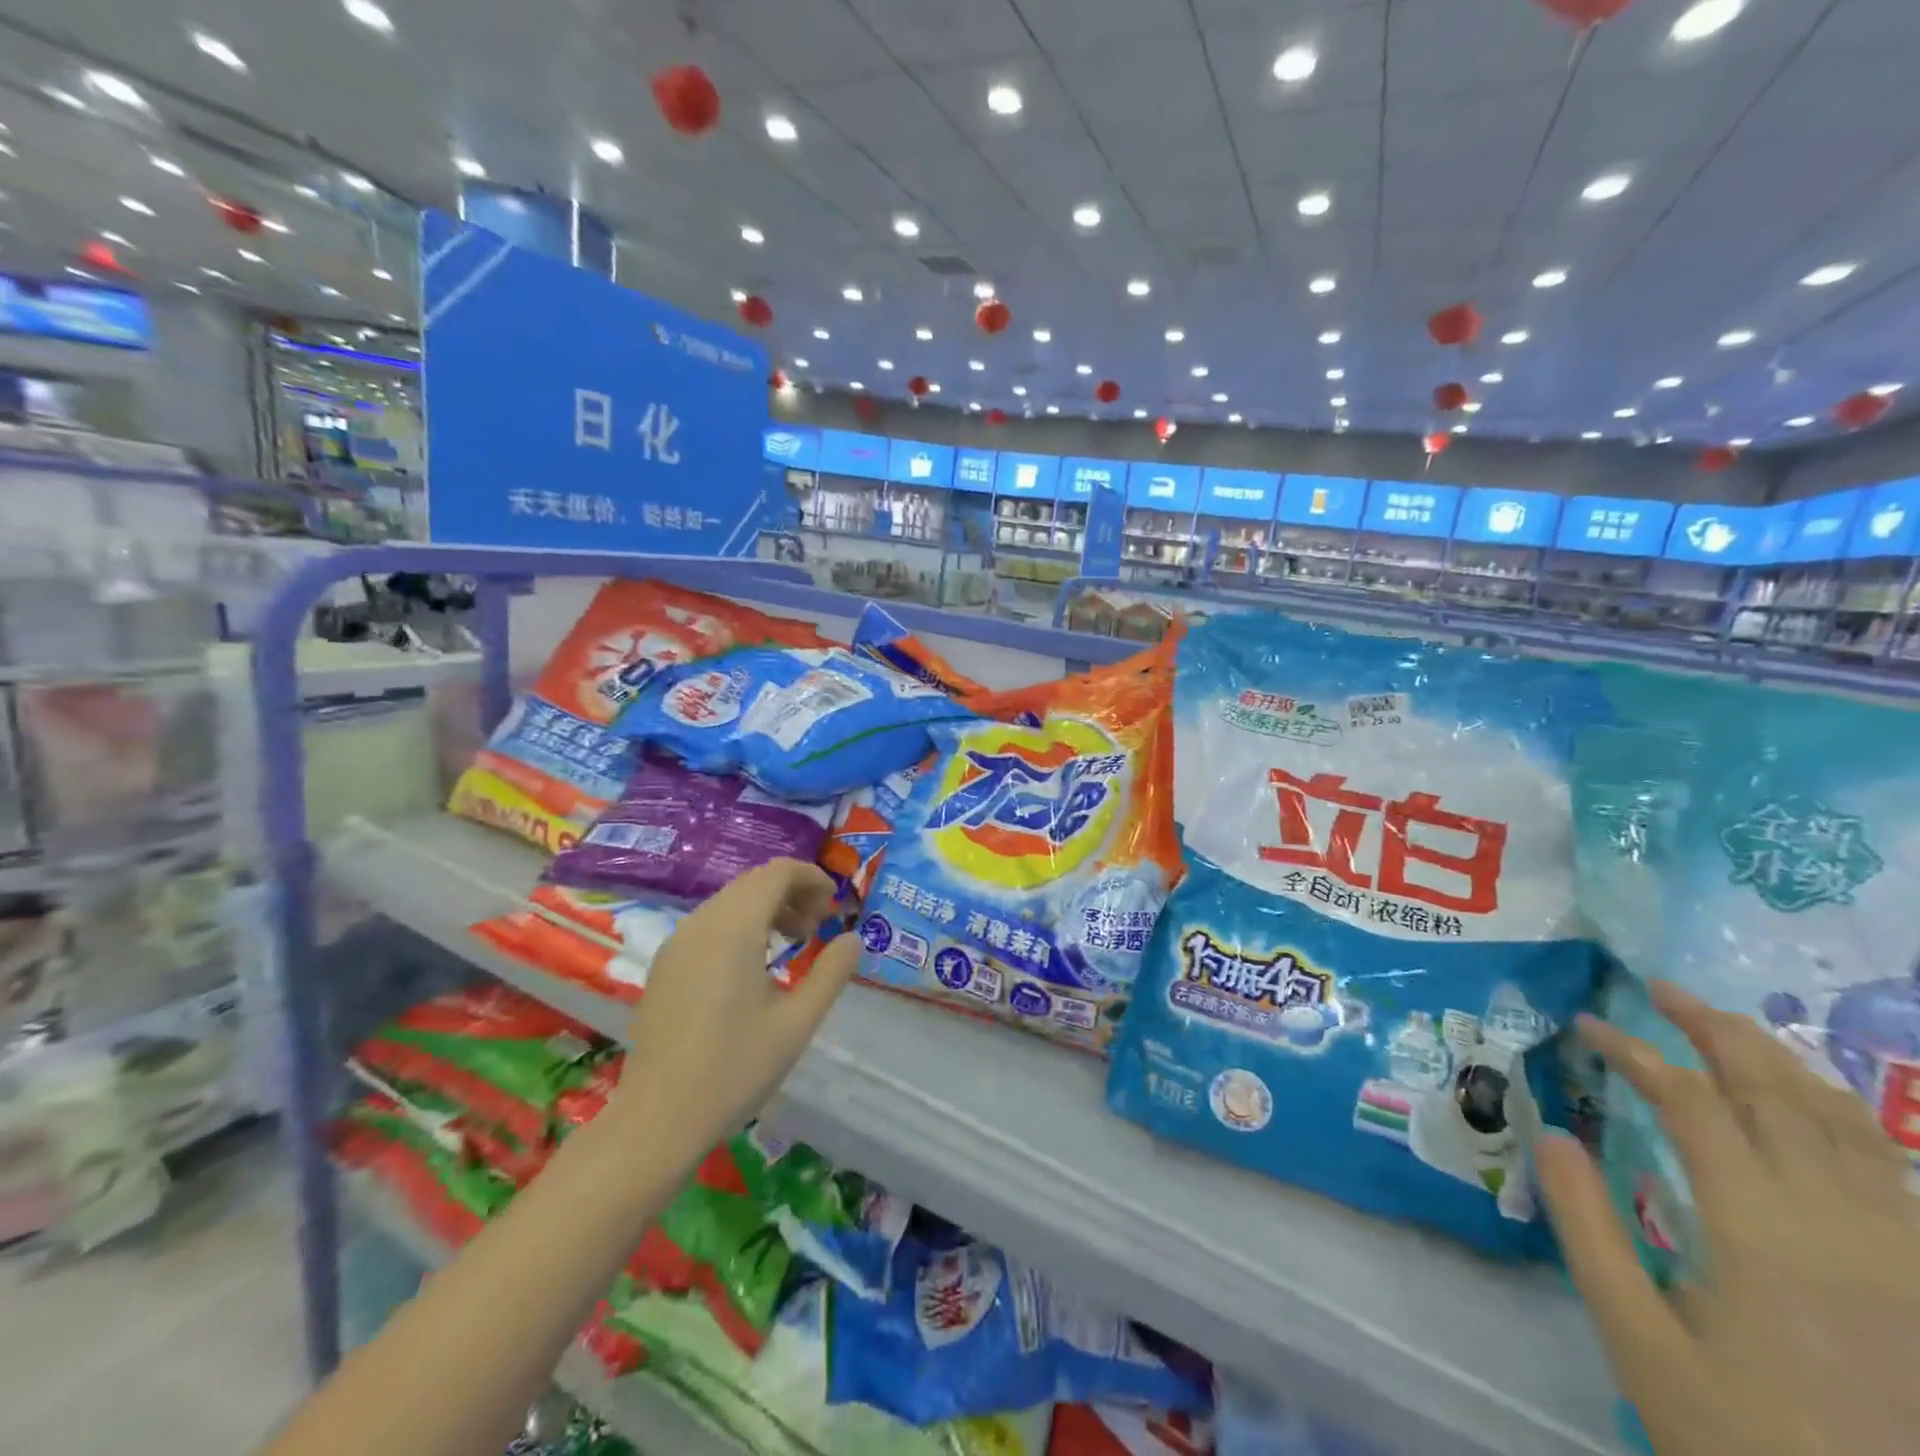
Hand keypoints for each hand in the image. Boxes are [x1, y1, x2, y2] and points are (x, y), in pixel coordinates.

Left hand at [608, 859, 856, 1157]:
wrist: (658, 1119)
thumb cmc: (734, 1069)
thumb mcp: (797, 1023)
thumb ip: (831, 974)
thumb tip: (852, 939)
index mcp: (735, 929)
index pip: (777, 873)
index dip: (811, 878)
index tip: (834, 906)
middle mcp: (702, 923)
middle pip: (753, 882)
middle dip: (792, 893)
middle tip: (818, 927)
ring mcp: (677, 943)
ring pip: (730, 901)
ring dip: (766, 908)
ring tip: (792, 944)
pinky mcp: (665, 965)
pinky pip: (709, 923)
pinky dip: (740, 925)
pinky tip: (754, 966)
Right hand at [1537, 980, 1918, 1455]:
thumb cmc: (1744, 1434)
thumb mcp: (1639, 1339)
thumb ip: (1588, 1228)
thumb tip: (1549, 1134)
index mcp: (1762, 1232)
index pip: (1690, 1102)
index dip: (1635, 1051)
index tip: (1586, 1024)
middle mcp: (1842, 1225)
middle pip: (1777, 1095)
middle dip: (1715, 1031)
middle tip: (1661, 989)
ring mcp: (1901, 1253)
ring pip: (1844, 1125)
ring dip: (1780, 1063)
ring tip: (1729, 1027)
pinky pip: (1887, 1169)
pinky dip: (1840, 1116)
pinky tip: (1812, 1107)